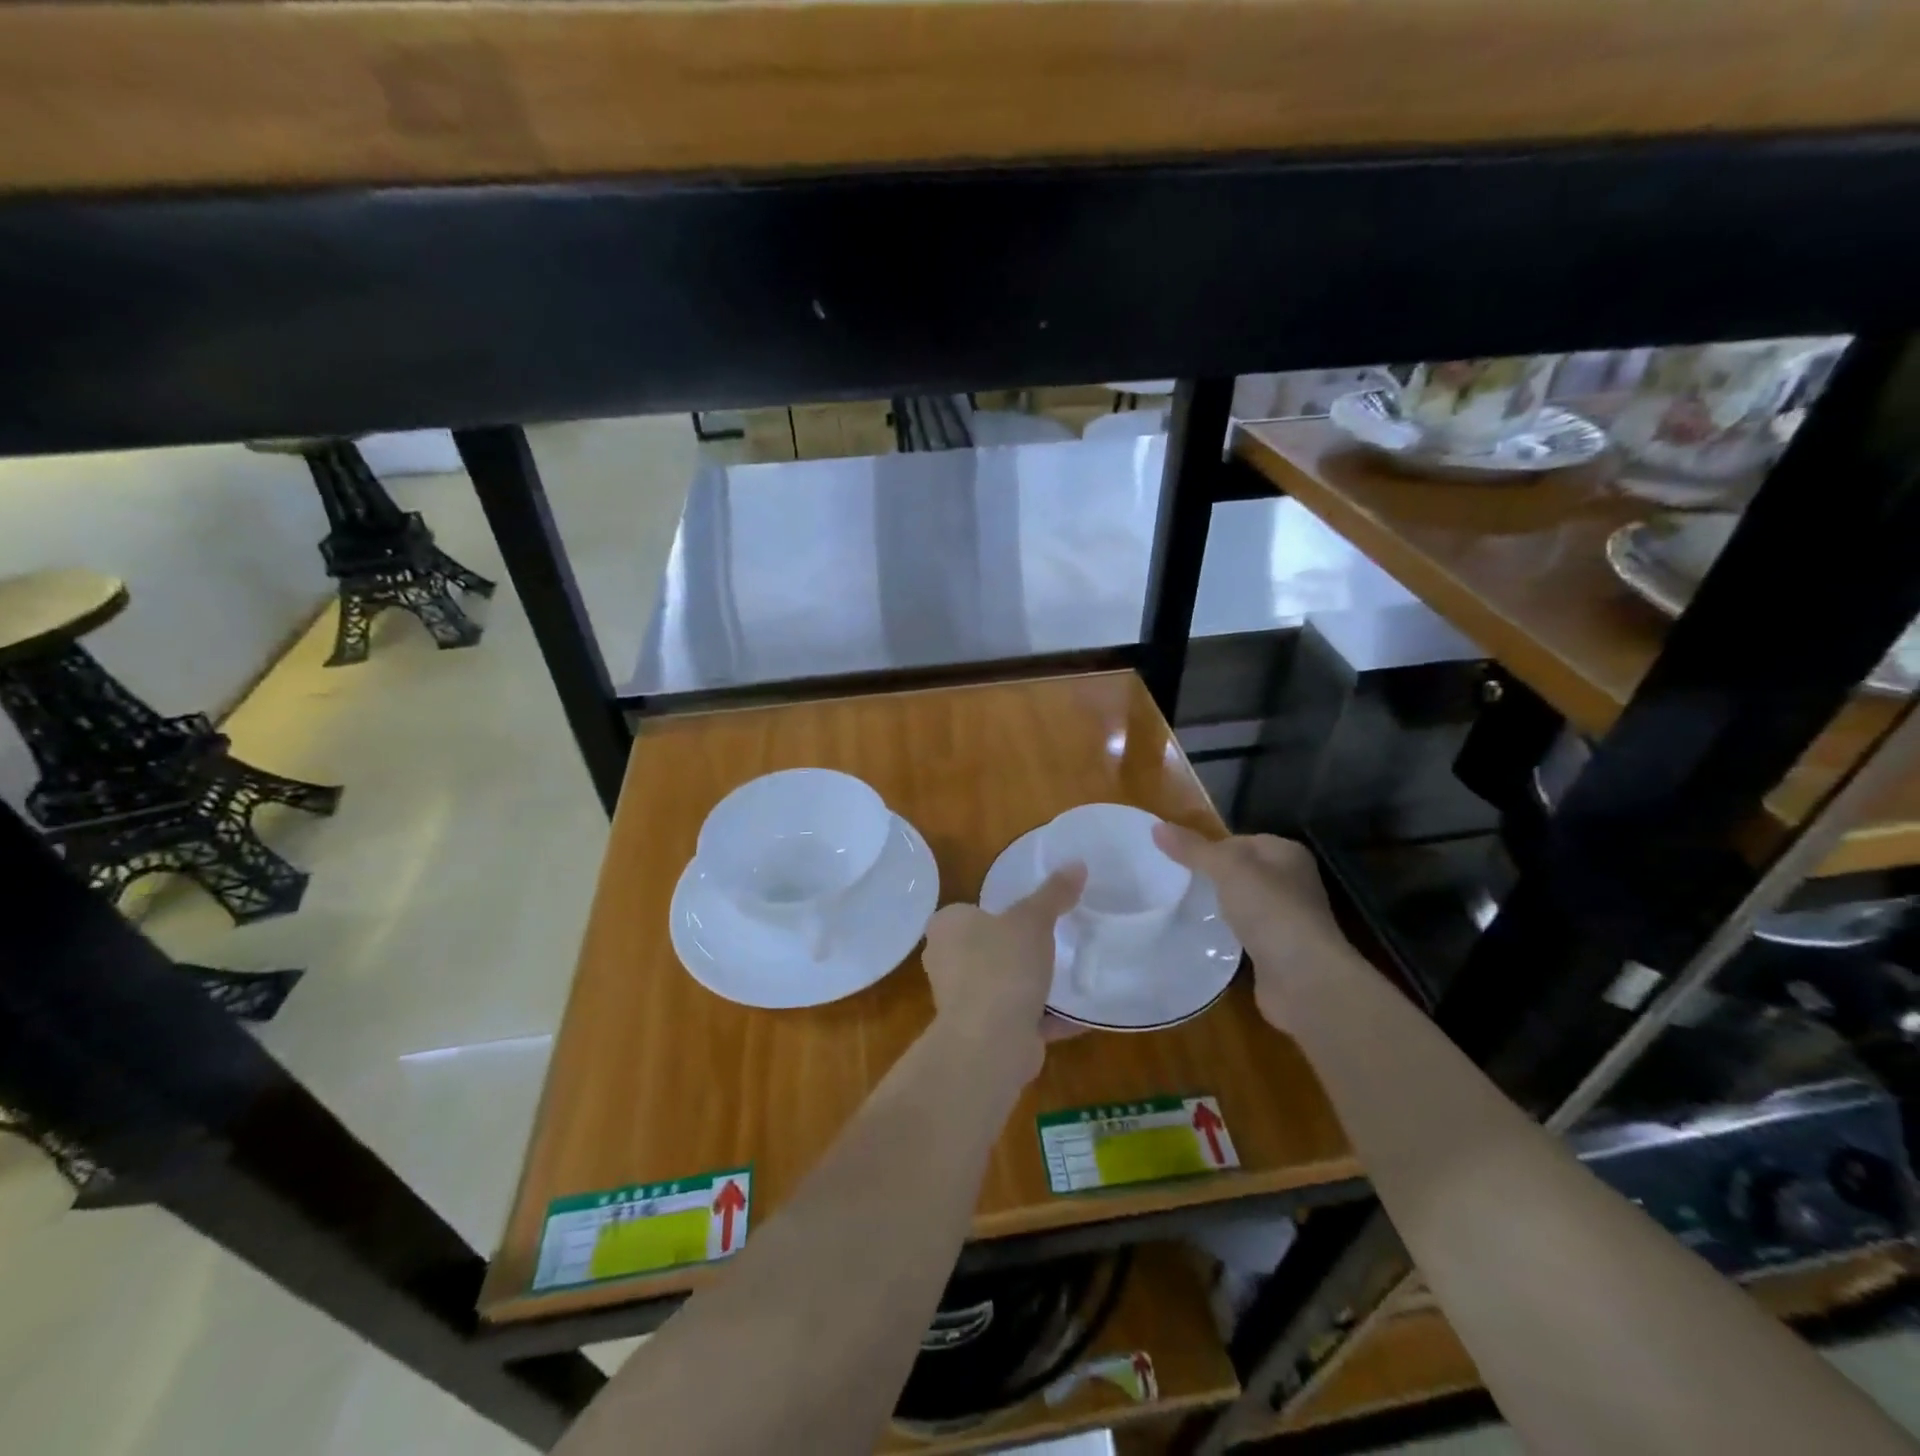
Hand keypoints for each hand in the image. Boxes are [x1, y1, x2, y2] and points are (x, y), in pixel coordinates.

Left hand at [922, 864, 1086, 1078]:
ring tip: (1066, 976)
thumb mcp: (1033, 919)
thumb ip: (1054, 893)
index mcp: (946, 927)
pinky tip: (1077, 1015)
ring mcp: (961, 1001)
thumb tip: (1077, 863)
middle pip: (984, 949)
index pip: (968, 912)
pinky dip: (1044, 1017)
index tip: (1029, 915)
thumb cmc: (1002, 965)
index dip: (996, 912)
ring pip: (1000, 985)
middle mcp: (945, 962)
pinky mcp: (982, 1034)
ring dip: (1028, 986)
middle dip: (1014, 950)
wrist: (989, 1041)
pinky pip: (1018, 1018)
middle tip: (1052, 942)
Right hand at [1152, 825, 1357, 1028]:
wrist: (1303, 979)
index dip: (1210, 848)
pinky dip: (1225, 937)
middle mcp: (1291, 883)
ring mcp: (1286, 920)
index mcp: (1287, 854)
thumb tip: (1156, 826)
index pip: (1240, 840)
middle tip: (1174, 885)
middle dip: (1211, 879)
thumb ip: (1193, 849)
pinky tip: (1204, 939)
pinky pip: (1243, 935)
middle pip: (1240, 873)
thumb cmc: (1270, 910)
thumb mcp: (1226, 869)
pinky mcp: (1276, 952)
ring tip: (1182, 910)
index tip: (1178, 861)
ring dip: (1217, 909)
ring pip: (1241, 905)